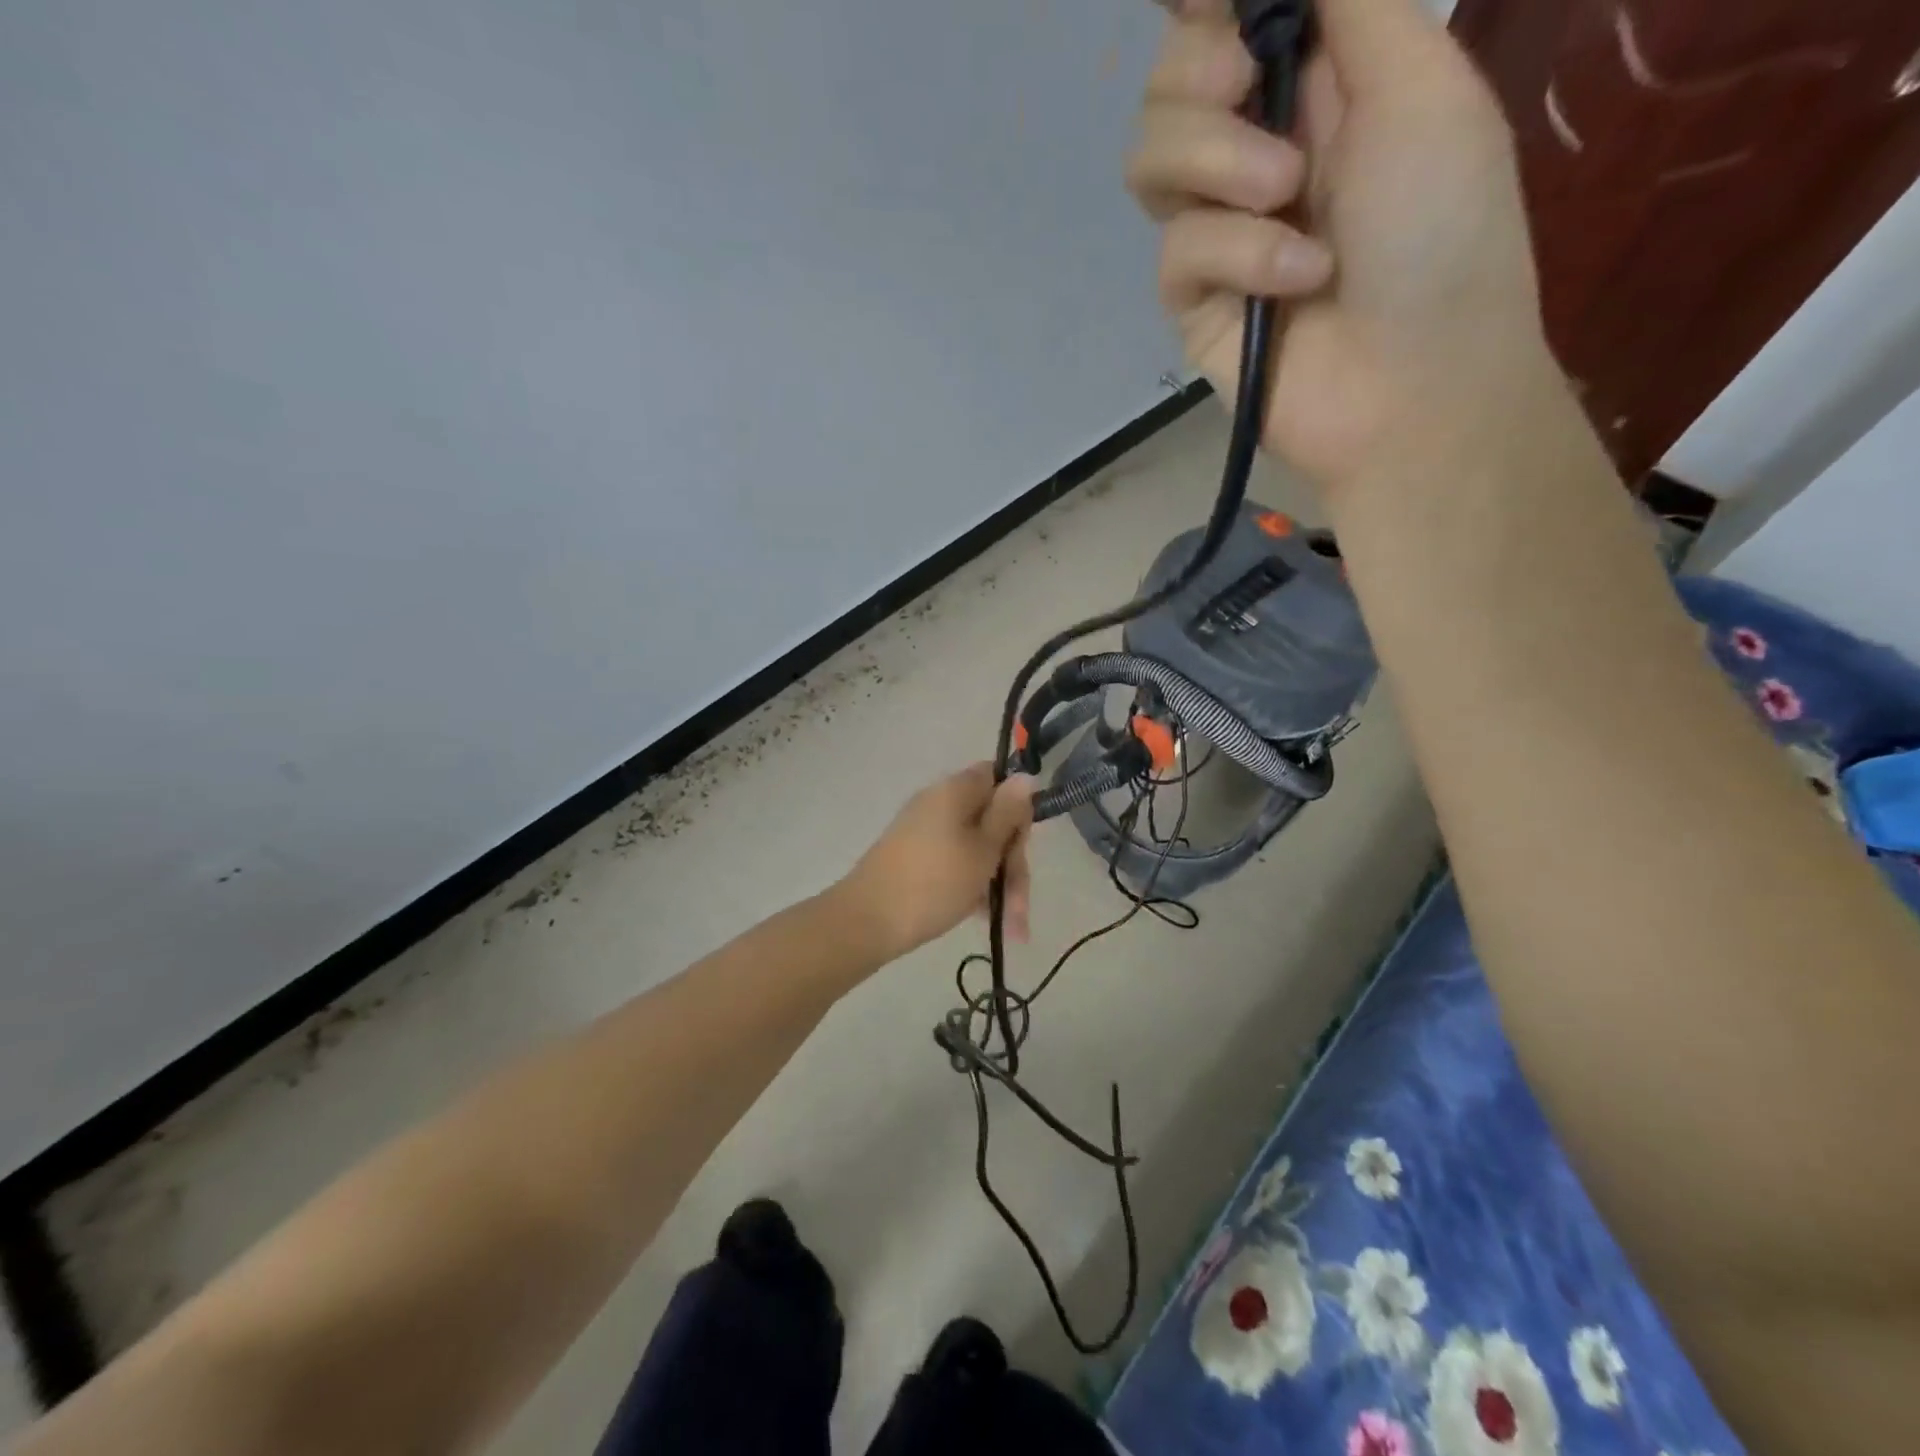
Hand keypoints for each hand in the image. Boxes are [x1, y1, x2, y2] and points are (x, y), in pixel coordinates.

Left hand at [836, 765, 1036, 963]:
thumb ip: (1008, 813)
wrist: (868, 921)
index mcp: (955, 790)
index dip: (1017, 808)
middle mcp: (939, 803)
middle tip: (1019, 905)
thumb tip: (1025, 775)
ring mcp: (924, 832)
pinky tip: (984, 919)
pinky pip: (955, 864)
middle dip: (1011, 863)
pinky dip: (972, 887)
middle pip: (991, 821)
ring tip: (1010, 928)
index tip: (1022, 845)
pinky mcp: (915, 858)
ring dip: (997, 884)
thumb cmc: (935, 882)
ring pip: (976, 849)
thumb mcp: (984, 850)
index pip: (997, 778)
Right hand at [1127, 0, 1557, 498]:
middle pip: (1167, 85)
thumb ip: (1347, 1)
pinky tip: (1296, 278)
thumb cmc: (1444, 232)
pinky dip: (1238, 254)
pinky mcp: (1196, 303)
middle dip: (1194, 75)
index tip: (1210, 5)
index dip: (1200, 6)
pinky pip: (1178, 250)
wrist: (1418, 384)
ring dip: (1212, 160)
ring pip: (1150, 162)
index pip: (1223, 21)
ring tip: (1282, 192)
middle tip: (1245, 87)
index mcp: (1319, 83)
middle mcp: (1257, 148)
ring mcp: (1221, 231)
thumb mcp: (1420, 84)